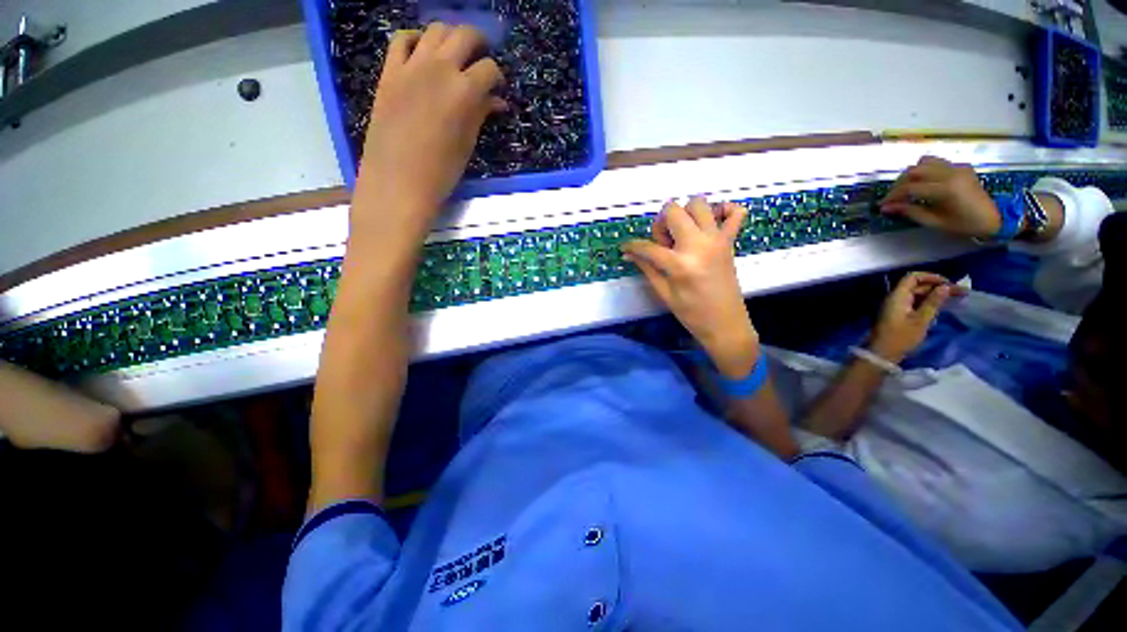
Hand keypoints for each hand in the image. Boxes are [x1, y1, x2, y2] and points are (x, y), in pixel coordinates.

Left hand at [355, 24, 506, 237]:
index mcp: (464, 92)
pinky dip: (415, 40)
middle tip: (481, 61)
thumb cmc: (441, 172)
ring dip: (450, 37)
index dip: (498, 78)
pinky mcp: (389, 72)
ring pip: (435, 30)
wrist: (398, 182)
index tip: (498, 90)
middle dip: (479, 44)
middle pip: (464, 35)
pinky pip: (401, 40)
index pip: (489, 69)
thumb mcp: (467, 144)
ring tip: (455, 55)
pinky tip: (422, 53)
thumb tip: (497, 101)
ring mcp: (411, 66)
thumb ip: (481, 115)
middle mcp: (439, 68)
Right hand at [622, 197, 756, 377]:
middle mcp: (699, 245)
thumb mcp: (664, 293)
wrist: (725, 324)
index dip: (632, 246)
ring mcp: (718, 240)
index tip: (626, 248)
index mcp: (680, 263)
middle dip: (661, 224)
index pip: (648, 246)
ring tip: (681, 234)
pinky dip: (724, 209)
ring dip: (684, 213)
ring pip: (699, 204)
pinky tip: (711, 221)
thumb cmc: (691, 313)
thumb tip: (629, 254)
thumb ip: (647, 268)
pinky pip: (736, 212)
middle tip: (663, 243)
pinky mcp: (730, 241)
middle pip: (674, 211)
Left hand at [869, 272, 966, 363]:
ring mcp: (895, 306)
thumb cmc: (901, 336)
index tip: (948, 283)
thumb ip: (933, 302)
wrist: (883, 352)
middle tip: (960, 293)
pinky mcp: (898, 314)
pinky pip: (914, 303)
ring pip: (917, 295)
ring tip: (956, 299)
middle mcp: (895, 298)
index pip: (912, 278)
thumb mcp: (921, 320)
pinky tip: (942, 307)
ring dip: (935, 295)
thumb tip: (945, 287)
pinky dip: (927, 303)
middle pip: (917, 286)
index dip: (930, 277)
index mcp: (897, 296)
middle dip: (938, 287)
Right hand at [880, 156, 1000, 238]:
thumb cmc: (964, 225)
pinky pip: (937, 162)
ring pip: (924, 162)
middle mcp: (950, 173)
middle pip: (914, 171)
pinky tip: (924, 182)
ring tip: (906, 187)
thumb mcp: (935, 222)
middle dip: (899, 184)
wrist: (994, 219)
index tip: (882, 205)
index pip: (910, 188)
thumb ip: (911, 212)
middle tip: (892, 197)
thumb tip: (887, 208)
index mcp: (945, 189)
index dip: (893, 196)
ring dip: (911, 174)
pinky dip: (925, 170)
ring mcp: (957, 167)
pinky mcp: (960, 167)